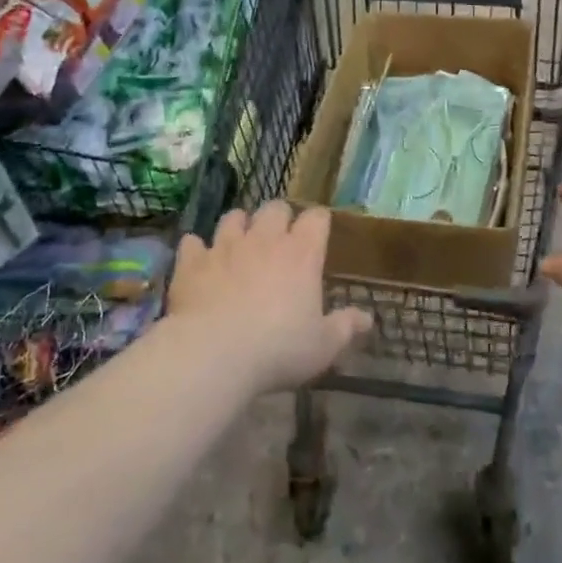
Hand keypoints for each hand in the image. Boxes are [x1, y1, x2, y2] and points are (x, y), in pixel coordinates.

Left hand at [167, 203, 371, 393]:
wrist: (214, 354)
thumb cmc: (279, 349)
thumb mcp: (323, 346)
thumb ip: (346, 327)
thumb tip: (368, 318)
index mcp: (302, 253)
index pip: (316, 218)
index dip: (318, 222)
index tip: (318, 234)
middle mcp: (265, 239)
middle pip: (275, 208)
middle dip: (279, 218)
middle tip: (279, 239)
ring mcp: (225, 246)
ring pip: (233, 217)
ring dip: (239, 226)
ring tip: (239, 243)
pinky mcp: (193, 262)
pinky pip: (193, 242)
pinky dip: (197, 249)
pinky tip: (199, 261)